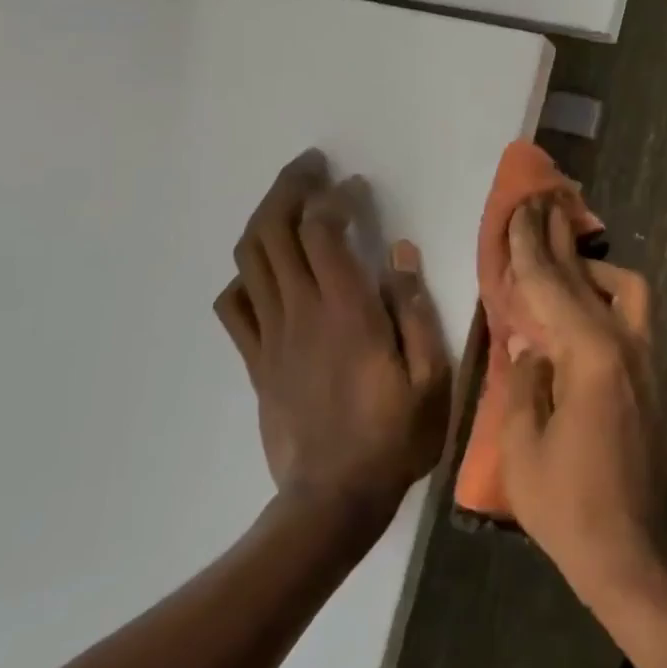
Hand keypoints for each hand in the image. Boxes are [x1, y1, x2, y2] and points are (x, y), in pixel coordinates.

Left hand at [215, 151, 452, 529]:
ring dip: (265, 220)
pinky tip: (266, 271)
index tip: (354, 186)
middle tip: (311, 167)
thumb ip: (416, 311)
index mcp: (347, 312)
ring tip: (288, 202)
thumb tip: (401, 254)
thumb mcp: (432, 377)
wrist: (333, 500)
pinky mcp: (256, 361)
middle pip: (274, 233)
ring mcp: (271, 337)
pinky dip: (245, 276)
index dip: (334, 198)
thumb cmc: (394, 437)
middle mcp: (301, 313)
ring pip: (250, 261)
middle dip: (289, 189)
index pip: (323, 233)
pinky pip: (234, 306)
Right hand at [497, 198, 662, 599]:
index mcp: (589, 356)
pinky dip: (607, 297)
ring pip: (627, 290)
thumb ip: (526, 381)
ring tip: (562, 264)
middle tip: (540, 207)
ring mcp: (646, 360)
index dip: (530, 247)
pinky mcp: (652, 378)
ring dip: (592, 268)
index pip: (552, 287)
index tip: (519, 209)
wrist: (627, 551)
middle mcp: (625, 345)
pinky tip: (585, 310)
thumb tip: (531, 344)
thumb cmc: (565, 503)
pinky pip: (631, 316)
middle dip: (560, 240)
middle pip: (589, 276)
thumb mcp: (522, 444)